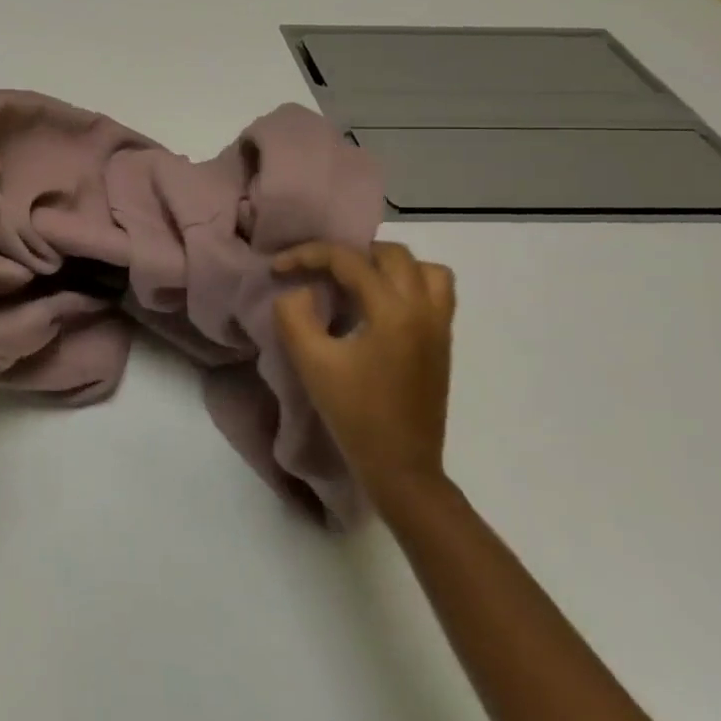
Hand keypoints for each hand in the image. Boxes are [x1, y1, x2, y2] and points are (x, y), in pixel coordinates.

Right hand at [272, 241, 456, 513]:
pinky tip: (377, 306)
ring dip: (387, 265)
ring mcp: (439, 327)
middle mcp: (424, 310)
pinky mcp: (442, 343)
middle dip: (349, 253)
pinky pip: (436, 292)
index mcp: (394, 311)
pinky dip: (408, 284)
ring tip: (355, 281)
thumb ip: (294, 315)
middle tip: (317, 271)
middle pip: (392, 254)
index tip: (277, 268)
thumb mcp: (311, 362)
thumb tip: (299, 290)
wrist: (401, 467)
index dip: (307, 255)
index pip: (349, 260)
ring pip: (424, 269)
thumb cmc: (354, 413)